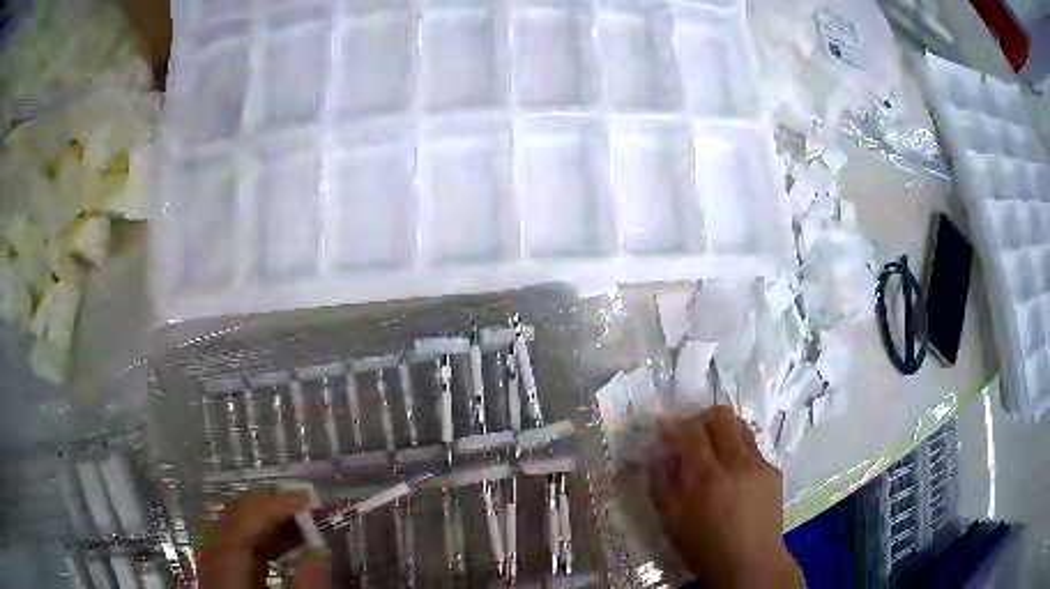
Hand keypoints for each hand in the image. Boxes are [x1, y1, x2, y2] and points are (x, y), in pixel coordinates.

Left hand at [197, 491, 327, 587]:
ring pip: (236, 526)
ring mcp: (213, 562)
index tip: (309, 500)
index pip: (244, 518)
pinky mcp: (221, 571)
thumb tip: (320, 551)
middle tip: (308, 506)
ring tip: (304, 522)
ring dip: (269, 520)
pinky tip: (286, 543)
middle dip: (271, 506)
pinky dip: (263, 537)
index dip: (275, 503)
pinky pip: (239, 543)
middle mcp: (213, 556)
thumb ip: (306, 585)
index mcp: (225, 564)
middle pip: (235, 515)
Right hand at [649, 407, 801, 588]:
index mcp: (709, 477)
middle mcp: (738, 462)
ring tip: (711, 450)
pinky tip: (731, 475)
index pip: (691, 433)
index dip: (673, 427)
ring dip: (721, 430)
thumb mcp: (672, 520)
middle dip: (700, 419)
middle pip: (721, 416)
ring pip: (740, 426)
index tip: (662, 429)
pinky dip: (736, 451)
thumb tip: (659, 456)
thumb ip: (662, 483)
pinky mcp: (773, 471)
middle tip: (688, 436)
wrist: (751, 563)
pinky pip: (752, 448)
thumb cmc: (705, 547)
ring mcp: (760, 464)